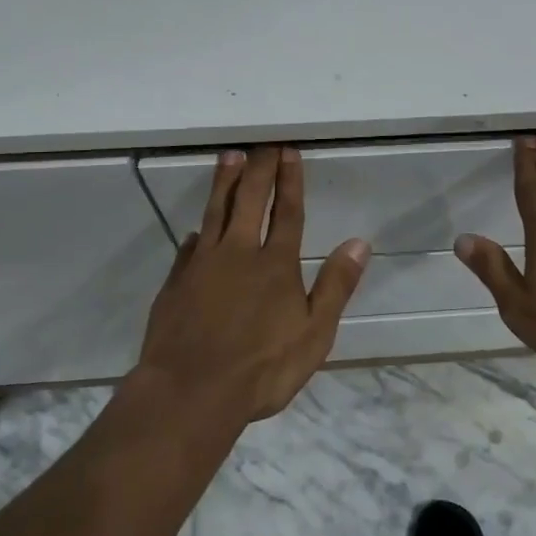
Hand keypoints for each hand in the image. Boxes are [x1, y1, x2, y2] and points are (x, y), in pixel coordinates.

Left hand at [135, 146, 369, 423]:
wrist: (190, 392)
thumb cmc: (261, 368)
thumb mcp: (314, 334)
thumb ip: (335, 286)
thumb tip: (359, 242)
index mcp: (276, 265)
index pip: (287, 212)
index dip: (290, 180)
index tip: (288, 151)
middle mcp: (239, 253)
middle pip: (250, 200)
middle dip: (259, 169)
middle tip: (263, 143)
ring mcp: (203, 265)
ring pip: (215, 212)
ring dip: (225, 182)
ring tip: (229, 157)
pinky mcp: (176, 282)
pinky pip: (189, 247)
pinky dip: (197, 232)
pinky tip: (197, 229)